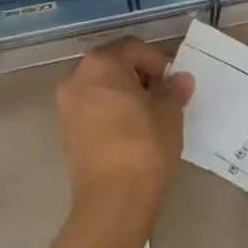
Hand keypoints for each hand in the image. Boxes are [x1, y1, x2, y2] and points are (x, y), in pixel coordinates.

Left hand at [55, 38, 193, 224]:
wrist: (113, 200)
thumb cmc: (144, 145)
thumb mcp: (169, 113)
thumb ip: (173, 90)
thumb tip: (180, 80)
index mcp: (100, 64)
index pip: (132, 47)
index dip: (157, 60)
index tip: (174, 80)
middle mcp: (76, 79)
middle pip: (113, 65)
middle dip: (140, 76)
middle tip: (164, 95)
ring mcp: (67, 108)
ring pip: (102, 89)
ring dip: (125, 95)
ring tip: (151, 115)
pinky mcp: (67, 134)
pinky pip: (93, 111)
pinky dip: (112, 113)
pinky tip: (133, 132)